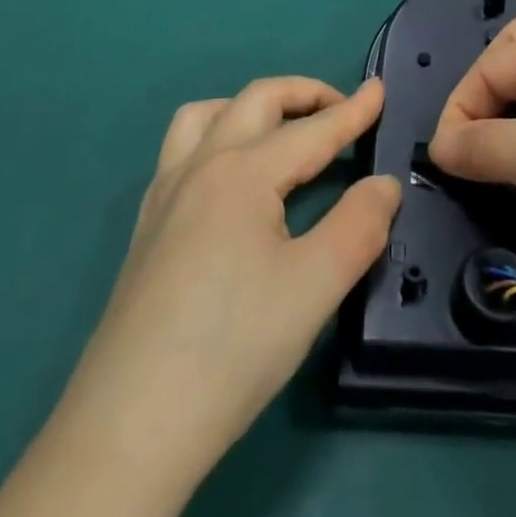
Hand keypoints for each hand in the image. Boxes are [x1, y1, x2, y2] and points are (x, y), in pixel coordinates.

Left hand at [63, 77, 399, 476]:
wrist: (131, 426)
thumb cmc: (234, 348)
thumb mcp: (317, 285)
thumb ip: (360, 224)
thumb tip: (383, 184)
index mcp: (243, 173)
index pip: (311, 130)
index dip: (353, 111)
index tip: (381, 89)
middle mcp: (199, 167)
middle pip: (255, 101)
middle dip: (303, 94)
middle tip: (342, 110)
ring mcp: (164, 195)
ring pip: (205, 116)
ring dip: (251, 108)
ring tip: (282, 132)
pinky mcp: (146, 227)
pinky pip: (181, 150)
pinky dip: (217, 136)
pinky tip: (232, 180)